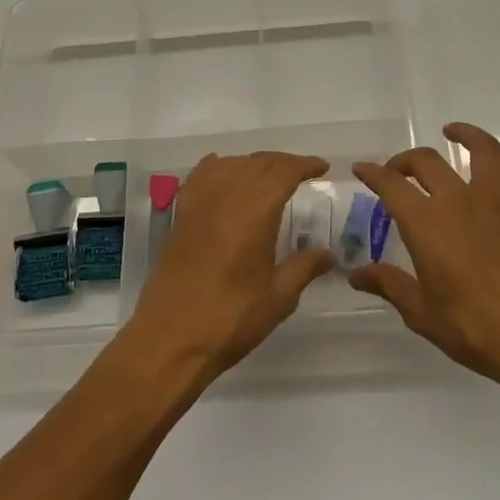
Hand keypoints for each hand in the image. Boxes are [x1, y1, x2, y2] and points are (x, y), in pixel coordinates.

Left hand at [125, 151, 335, 384]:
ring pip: (231, 164)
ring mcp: (200, 202)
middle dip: (283, 162)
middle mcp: (227, 195)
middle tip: (302, 172)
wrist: (171, 337)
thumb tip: (329, 254)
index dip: (305, 165)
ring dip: (254, 163)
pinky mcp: (181, 214)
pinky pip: (202, 175)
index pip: (284, 172)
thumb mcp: (278, 297)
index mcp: (255, 211)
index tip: (322, 167)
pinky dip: (219, 166)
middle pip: (258, 163)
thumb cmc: (231, 318)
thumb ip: (304, 268)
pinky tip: (224, 171)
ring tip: (270, 175)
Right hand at [351, 123, 499, 394]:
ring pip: (480, 150)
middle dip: (405, 161)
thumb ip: (389, 285)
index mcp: (426, 224)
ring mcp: (496, 201)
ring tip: (451, 132)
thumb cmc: (475, 329)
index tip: (362, 169)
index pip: (391, 185)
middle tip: (396, 171)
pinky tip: (492, 161)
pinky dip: (499, 158)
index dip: (372, 173)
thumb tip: (357, 274)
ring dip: (463, 134)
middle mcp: (458, 201)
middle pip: (427, 161)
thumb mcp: (422, 313)